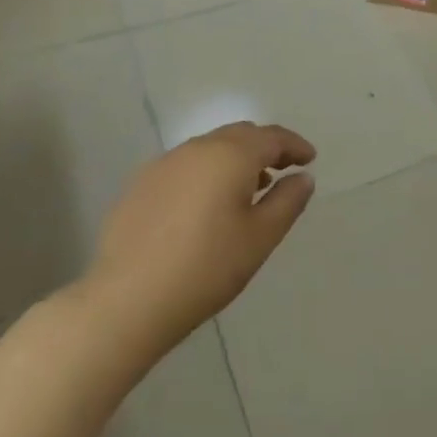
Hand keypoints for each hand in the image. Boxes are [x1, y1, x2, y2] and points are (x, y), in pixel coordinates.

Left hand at [85, 123, 314, 360]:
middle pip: (240, 135)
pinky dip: (206, 173)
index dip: (294, 145)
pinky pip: (185, 166)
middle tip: (283, 169)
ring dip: (234, 160)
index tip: (310, 159)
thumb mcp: (259, 238)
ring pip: (210, 148)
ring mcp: (164, 164)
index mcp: (231, 155)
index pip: (272, 137)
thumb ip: (287, 202)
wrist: (126, 301)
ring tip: (248, 189)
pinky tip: (205, 205)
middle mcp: (197, 148)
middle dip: (265, 148)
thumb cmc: (206, 268)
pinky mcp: (140, 184)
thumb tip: (302, 177)